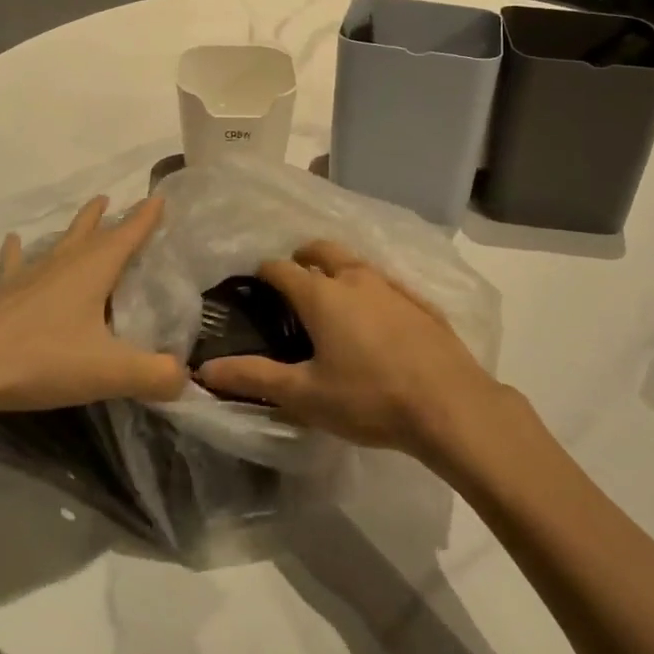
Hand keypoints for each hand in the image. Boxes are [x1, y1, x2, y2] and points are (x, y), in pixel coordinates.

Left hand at [0, 195, 186, 429]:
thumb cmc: (44, 360)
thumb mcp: (110, 372)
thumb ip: (154, 375)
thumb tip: (186, 378)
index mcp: (95, 270)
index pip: (129, 234)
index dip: (146, 217)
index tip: (160, 197)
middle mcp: (65, 263)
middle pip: (93, 231)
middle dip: (110, 216)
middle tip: (118, 200)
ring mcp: (32, 275)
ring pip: (61, 242)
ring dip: (77, 226)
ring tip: (90, 209)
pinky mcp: (5, 294)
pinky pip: (15, 264)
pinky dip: (17, 251)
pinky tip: (12, 241)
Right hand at [194, 239, 509, 460]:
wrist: (449, 404)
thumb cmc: (369, 398)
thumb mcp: (305, 394)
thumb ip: (254, 378)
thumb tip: (204, 370)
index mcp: (321, 294)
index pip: (280, 268)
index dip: (262, 272)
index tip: (252, 285)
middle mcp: (354, 277)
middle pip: (320, 249)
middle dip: (301, 257)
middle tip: (291, 279)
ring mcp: (391, 285)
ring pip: (354, 261)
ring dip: (336, 267)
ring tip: (329, 294)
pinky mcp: (419, 300)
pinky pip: (384, 281)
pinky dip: (368, 286)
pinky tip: (374, 314)